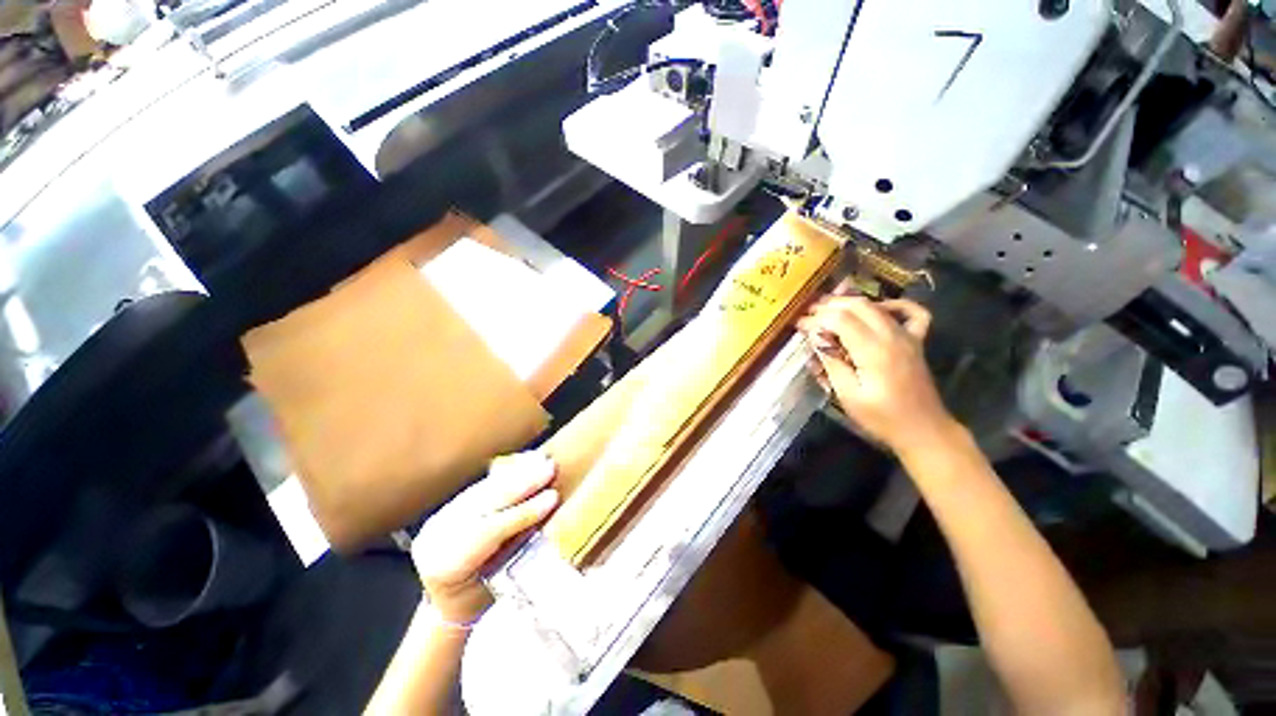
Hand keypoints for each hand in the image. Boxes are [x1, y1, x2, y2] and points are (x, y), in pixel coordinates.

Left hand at [411, 452, 558, 622]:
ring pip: (482, 491)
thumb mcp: (500, 588)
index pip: (489, 531)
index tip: (553, 498)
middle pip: (484, 504)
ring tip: (542, 460)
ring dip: (516, 473)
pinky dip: (506, 474)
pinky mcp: (449, 508)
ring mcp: (440, 521)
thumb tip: (551, 525)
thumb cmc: (479, 602)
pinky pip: (481, 487)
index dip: (523, 512)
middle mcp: (437, 538)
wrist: (445, 603)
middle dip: (521, 484)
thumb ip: (519, 555)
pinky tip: (525, 462)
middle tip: (550, 469)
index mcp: (445, 567)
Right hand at [797, 296, 957, 455]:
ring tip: (828, 309)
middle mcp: (892, 336)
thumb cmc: (881, 417)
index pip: (840, 319)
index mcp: (874, 351)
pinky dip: (894, 304)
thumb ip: (832, 363)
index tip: (799, 325)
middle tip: (808, 314)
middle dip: (829, 306)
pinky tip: (878, 308)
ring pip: (877, 305)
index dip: (816, 319)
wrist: (923, 430)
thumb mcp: (848, 395)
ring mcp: (908, 336)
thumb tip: (816, 338)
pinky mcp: (916, 341)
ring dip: (849, 302)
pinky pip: (912, 312)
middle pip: (858, 305)